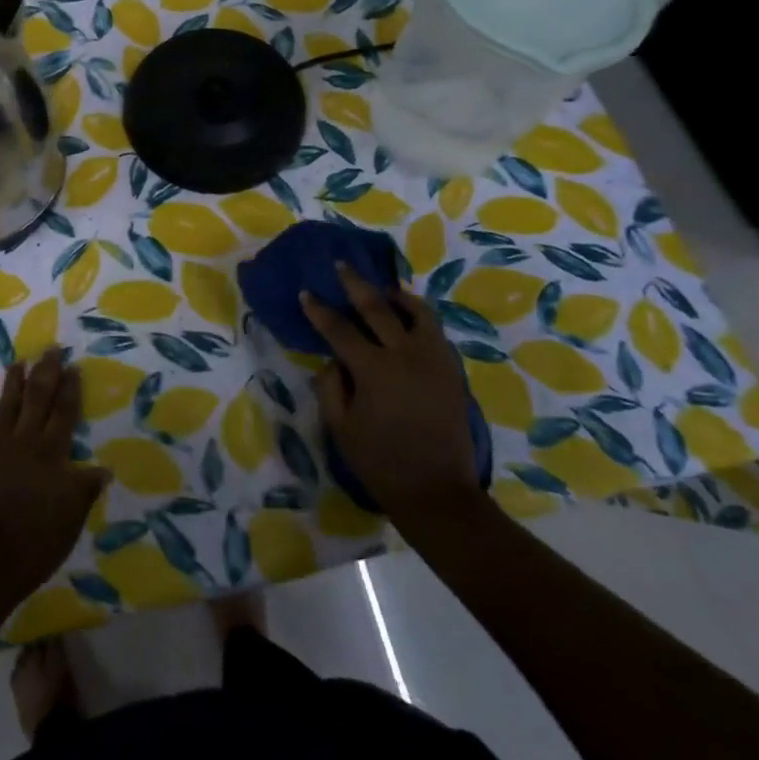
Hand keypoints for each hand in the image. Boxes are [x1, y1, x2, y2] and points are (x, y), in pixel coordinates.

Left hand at [0, 348, 109, 606]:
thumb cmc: (36, 542)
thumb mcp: (72, 517)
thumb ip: (85, 489)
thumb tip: (103, 469)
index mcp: (51, 454)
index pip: (64, 413)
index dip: (70, 389)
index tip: (73, 365)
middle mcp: (24, 444)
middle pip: (36, 400)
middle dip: (45, 373)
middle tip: (50, 348)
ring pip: (6, 408)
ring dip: (12, 385)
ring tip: (18, 362)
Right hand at [303, 263, 483, 520]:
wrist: (437, 493)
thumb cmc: (380, 462)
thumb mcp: (340, 427)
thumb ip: (331, 386)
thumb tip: (335, 360)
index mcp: (374, 369)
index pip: (340, 329)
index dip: (319, 310)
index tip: (306, 292)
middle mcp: (406, 355)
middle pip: (377, 308)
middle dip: (354, 284)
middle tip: (341, 265)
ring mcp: (434, 360)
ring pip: (417, 312)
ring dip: (396, 296)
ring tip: (383, 289)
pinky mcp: (452, 371)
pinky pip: (435, 331)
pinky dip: (419, 317)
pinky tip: (409, 318)